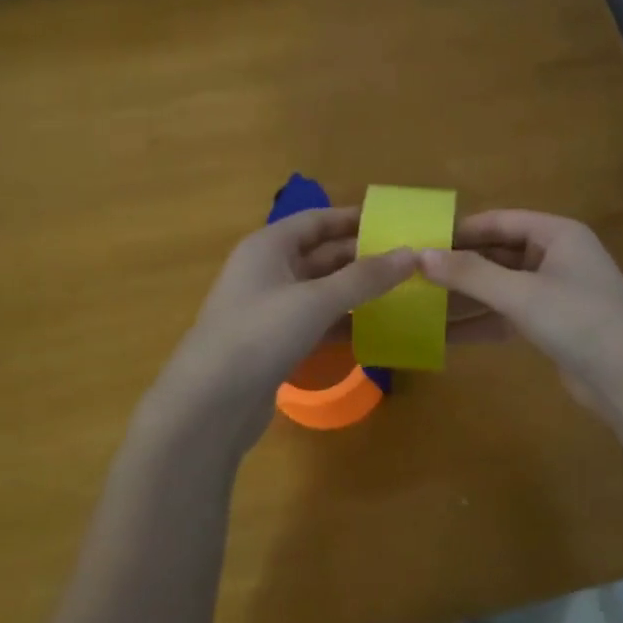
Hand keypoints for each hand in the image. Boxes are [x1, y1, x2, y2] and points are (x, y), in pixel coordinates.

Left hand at [141, 208, 413, 458]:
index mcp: (269, 246)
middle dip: (363, 257)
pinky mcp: (276, 343)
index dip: (354, 219)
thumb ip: (365, 277)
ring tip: (403, 292)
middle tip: (410, 261)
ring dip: (357, 291)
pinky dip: (344, 322)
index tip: (396, 222)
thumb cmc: (260, 333)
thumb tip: (412, 255)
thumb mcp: (316, 300)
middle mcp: (268, 271)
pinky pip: (318, 322)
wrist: (210, 403)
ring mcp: (271, 309)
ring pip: (322, 291)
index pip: (318, 220)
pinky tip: (376, 329)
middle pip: (322, 255)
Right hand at [422, 210, 622, 428]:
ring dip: (466, 297)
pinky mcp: (553, 326)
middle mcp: (557, 257)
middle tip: (414, 276)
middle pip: (499, 254)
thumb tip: (420, 256)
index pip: (501, 221)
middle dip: (460, 266)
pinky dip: (482, 323)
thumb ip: (470, 274)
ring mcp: (556, 293)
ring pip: (501, 288)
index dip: (461, 230)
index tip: (421, 241)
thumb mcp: (521, 293)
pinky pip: (509, 316)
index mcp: (558, 234)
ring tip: (421, 305)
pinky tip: (446, 335)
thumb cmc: (579, 319)